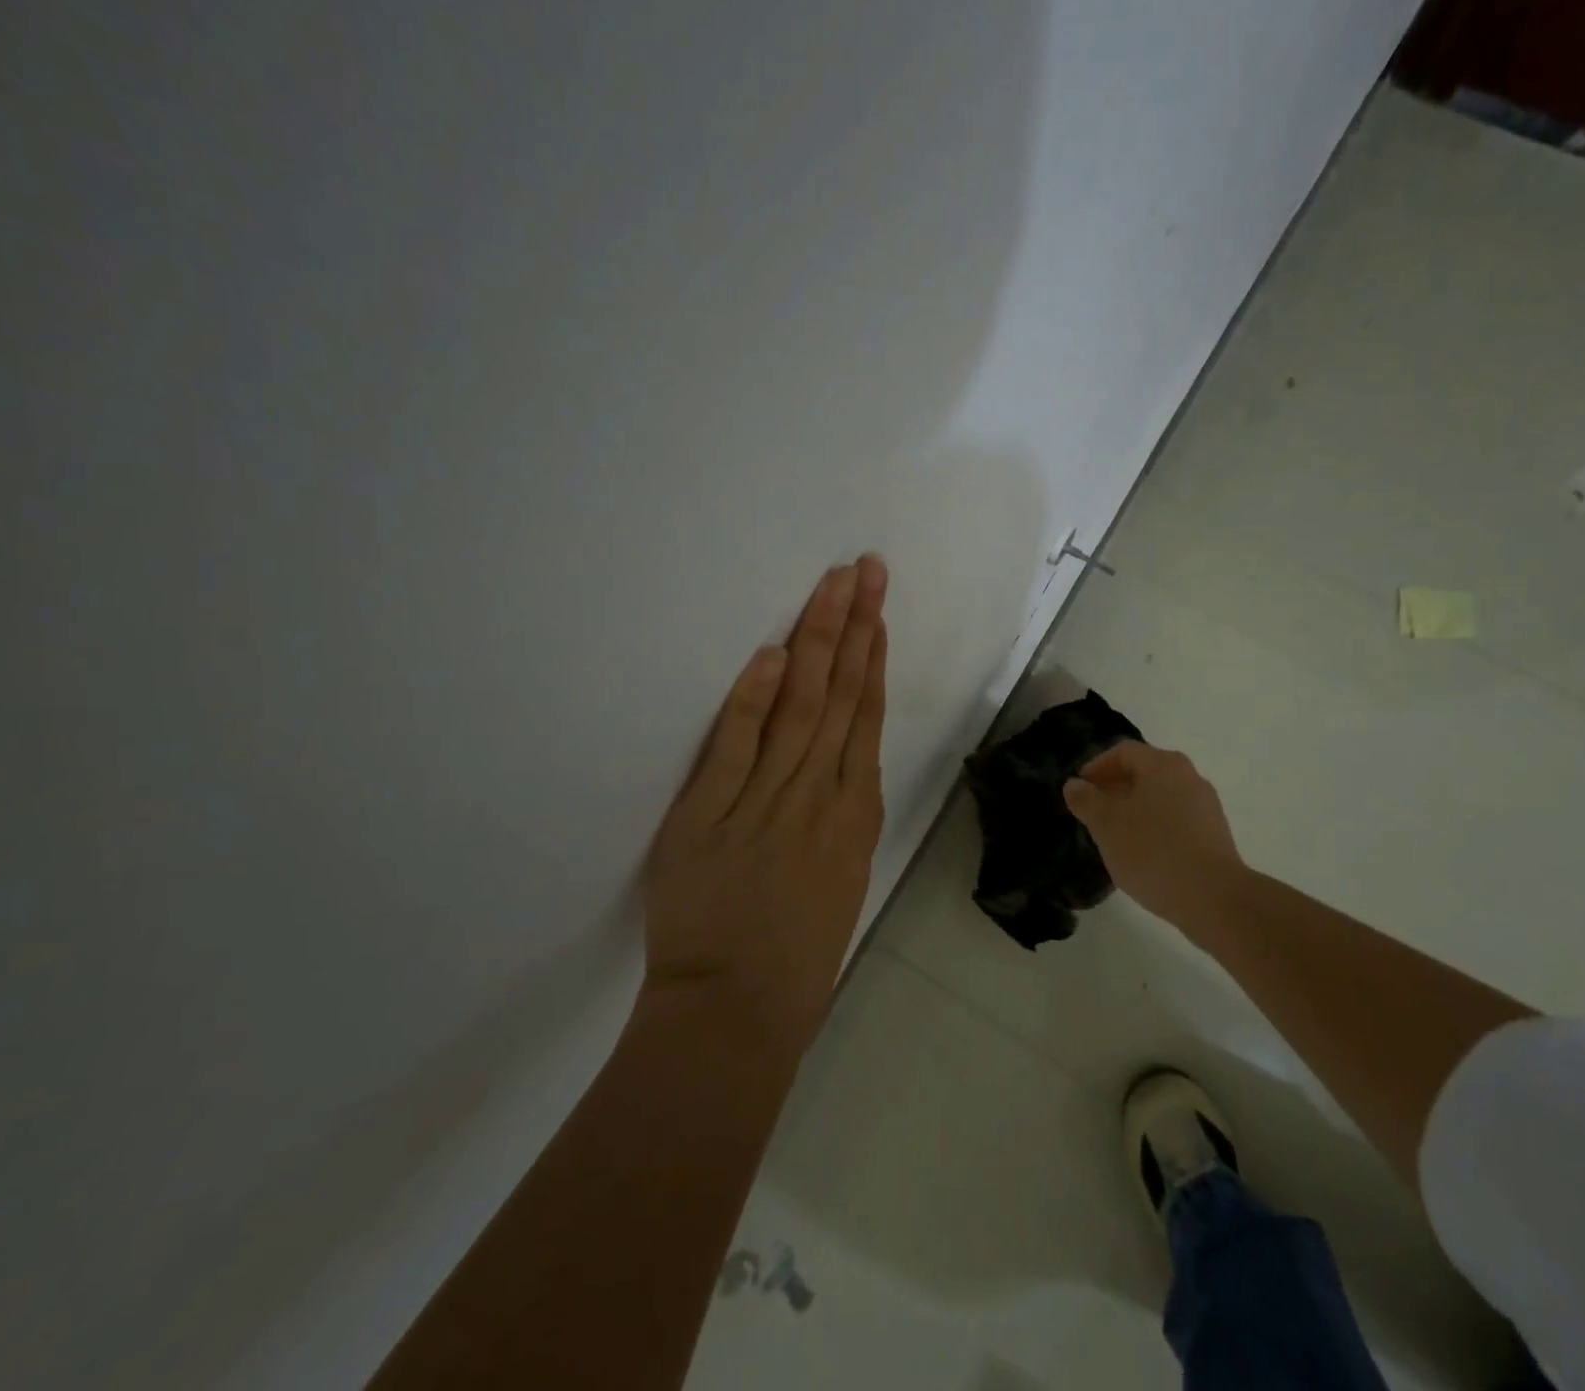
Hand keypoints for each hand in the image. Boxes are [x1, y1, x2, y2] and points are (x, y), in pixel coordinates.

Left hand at [641, 557, 888, 1045]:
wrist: (738, 1014)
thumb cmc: (797, 954)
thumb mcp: (841, 879)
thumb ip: (840, 816)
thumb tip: (839, 765)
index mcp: (855, 815)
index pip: (868, 718)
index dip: (873, 659)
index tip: (876, 612)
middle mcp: (820, 798)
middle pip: (841, 697)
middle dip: (854, 627)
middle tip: (864, 569)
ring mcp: (766, 804)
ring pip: (801, 710)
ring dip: (817, 643)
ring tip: (831, 588)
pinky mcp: (708, 819)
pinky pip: (735, 750)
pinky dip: (753, 701)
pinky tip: (771, 654)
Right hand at [1063, 741, 1246, 941]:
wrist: (1214, 898)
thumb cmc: (1152, 852)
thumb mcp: (1106, 825)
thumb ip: (1086, 800)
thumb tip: (1074, 785)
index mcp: (1162, 764)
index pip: (1123, 751)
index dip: (1096, 767)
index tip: (1079, 791)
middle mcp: (1189, 776)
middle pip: (1144, 772)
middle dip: (1114, 788)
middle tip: (1093, 813)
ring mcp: (1206, 805)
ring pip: (1160, 796)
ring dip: (1134, 809)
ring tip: (1114, 836)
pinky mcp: (1214, 833)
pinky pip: (1176, 819)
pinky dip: (1155, 826)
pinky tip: (1143, 853)